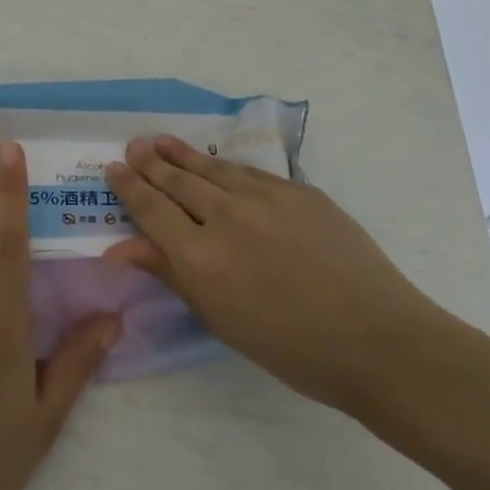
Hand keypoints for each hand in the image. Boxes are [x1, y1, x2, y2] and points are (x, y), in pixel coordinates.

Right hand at [104, 135, 454, 419]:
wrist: (376, 339)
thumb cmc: (291, 348)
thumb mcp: (221, 319)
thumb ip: (171, 274)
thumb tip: (121, 249)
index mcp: (200, 257)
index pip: (152, 211)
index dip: (130, 188)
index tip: (113, 169)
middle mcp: (226, 217)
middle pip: (178, 182)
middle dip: (151, 163)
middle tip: (133, 146)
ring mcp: (265, 198)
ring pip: (213, 169)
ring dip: (183, 155)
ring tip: (161, 141)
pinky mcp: (299, 191)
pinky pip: (251, 173)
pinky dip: (226, 167)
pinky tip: (218, 163)